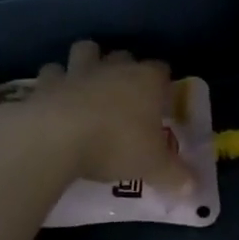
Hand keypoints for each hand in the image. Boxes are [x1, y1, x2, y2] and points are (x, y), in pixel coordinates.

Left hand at [19, 41, 192, 189]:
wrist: (55, 139)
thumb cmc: (116, 145)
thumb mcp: (154, 167)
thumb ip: (175, 176)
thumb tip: (193, 189)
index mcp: (146, 81)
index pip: (161, 70)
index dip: (162, 85)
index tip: (161, 103)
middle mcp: (113, 68)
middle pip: (123, 55)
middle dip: (124, 68)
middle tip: (125, 95)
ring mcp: (77, 71)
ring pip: (85, 51)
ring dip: (87, 63)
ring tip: (88, 86)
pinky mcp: (44, 83)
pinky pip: (50, 73)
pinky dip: (53, 84)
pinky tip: (53, 100)